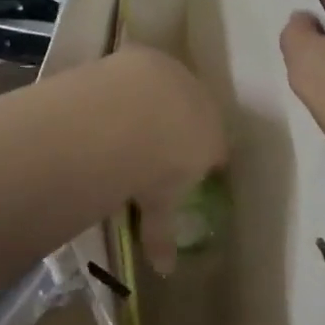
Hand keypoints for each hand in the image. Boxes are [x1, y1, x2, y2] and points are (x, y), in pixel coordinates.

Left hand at [103, 46, 226, 275]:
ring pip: (170, 88)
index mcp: (213, 139)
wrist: (136, 112)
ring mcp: (174, 74)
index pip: (215, 150)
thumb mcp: (159, 205)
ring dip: (155, 99)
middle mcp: (201, 102)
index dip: (200, 161)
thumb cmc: (156, 166)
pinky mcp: (146, 55)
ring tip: (129, 116)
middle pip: (195, 113)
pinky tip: (109, 96)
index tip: (184, 171)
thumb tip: (165, 269)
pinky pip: (142, 70)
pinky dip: (129, 82)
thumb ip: (162, 233)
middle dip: (179, 126)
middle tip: (154, 143)